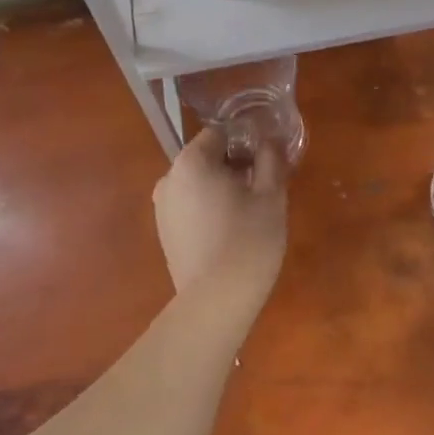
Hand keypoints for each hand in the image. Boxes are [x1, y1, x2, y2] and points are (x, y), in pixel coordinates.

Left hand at [153, 126, 288, 303]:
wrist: (217, 300)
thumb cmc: (248, 238)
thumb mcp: (271, 194)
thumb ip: (271, 159)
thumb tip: (270, 140)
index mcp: (190, 162)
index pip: (218, 134)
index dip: (245, 142)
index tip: (266, 161)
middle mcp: (168, 179)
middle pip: (206, 160)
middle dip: (234, 167)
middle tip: (263, 188)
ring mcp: (162, 209)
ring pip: (198, 185)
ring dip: (222, 190)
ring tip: (249, 213)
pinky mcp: (164, 235)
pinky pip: (190, 209)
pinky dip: (209, 211)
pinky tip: (230, 233)